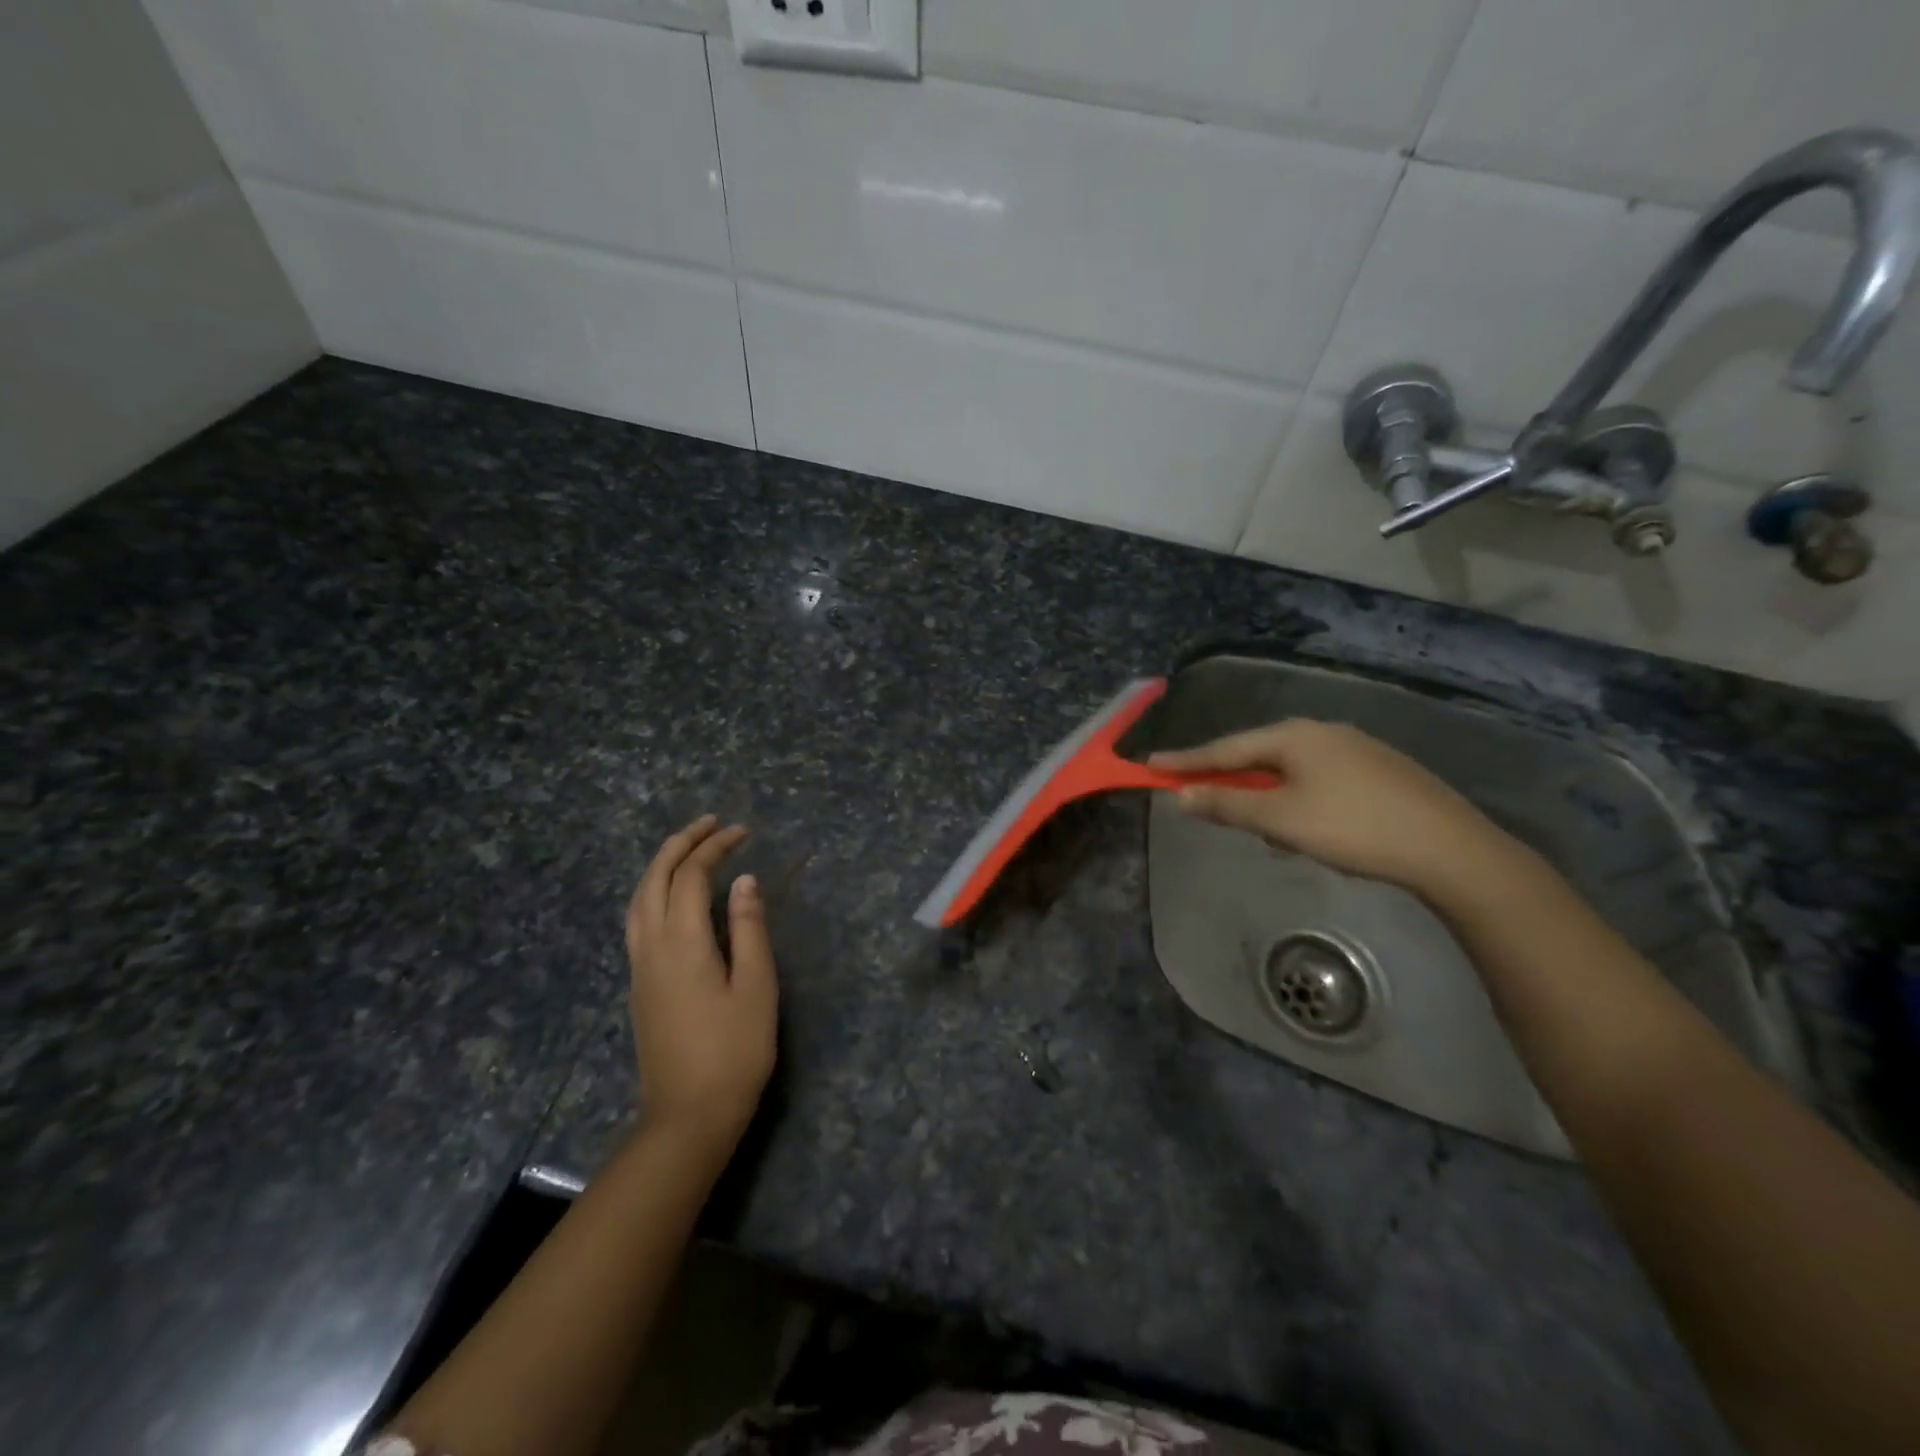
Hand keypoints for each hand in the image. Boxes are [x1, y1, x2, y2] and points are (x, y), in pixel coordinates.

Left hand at [624, 815, 778, 1146]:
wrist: (688, 1117)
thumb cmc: (734, 1051)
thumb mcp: (756, 987)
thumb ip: (749, 929)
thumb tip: (743, 881)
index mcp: (682, 943)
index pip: (691, 876)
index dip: (715, 847)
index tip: (743, 832)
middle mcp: (651, 947)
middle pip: (654, 879)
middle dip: (680, 844)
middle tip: (710, 824)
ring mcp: (639, 968)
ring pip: (638, 900)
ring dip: (660, 866)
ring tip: (688, 849)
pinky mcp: (639, 987)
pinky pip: (637, 921)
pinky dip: (653, 892)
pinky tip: (671, 898)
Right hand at [1150, 719, 1522, 896]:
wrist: (1451, 849)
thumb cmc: (1353, 828)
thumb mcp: (1280, 820)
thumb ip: (1227, 805)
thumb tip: (1180, 796)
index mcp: (1294, 736)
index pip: (1225, 748)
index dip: (1186, 761)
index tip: (1151, 765)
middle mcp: (1323, 732)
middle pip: (1258, 755)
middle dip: (1232, 781)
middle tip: (1207, 803)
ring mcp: (1356, 749)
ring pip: (1291, 770)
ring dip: (1269, 796)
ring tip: (1271, 832)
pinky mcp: (1381, 771)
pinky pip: (1320, 780)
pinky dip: (1300, 800)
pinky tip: (1313, 829)